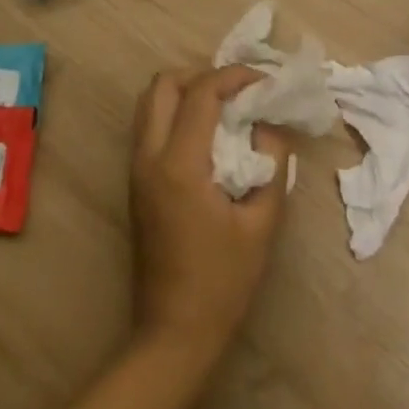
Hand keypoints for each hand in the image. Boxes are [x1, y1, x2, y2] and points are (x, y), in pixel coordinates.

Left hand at [129, 66, 288, 358]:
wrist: (173, 334)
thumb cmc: (222, 282)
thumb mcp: (262, 224)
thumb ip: (272, 164)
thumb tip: (271, 126)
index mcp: (179, 164)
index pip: (201, 93)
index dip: (234, 76)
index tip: (263, 81)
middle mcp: (149, 157)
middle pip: (163, 84)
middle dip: (202, 74)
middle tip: (237, 91)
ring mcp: (136, 169)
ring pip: (150, 101)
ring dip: (185, 91)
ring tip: (223, 106)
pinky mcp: (136, 182)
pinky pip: (149, 125)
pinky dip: (175, 112)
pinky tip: (206, 133)